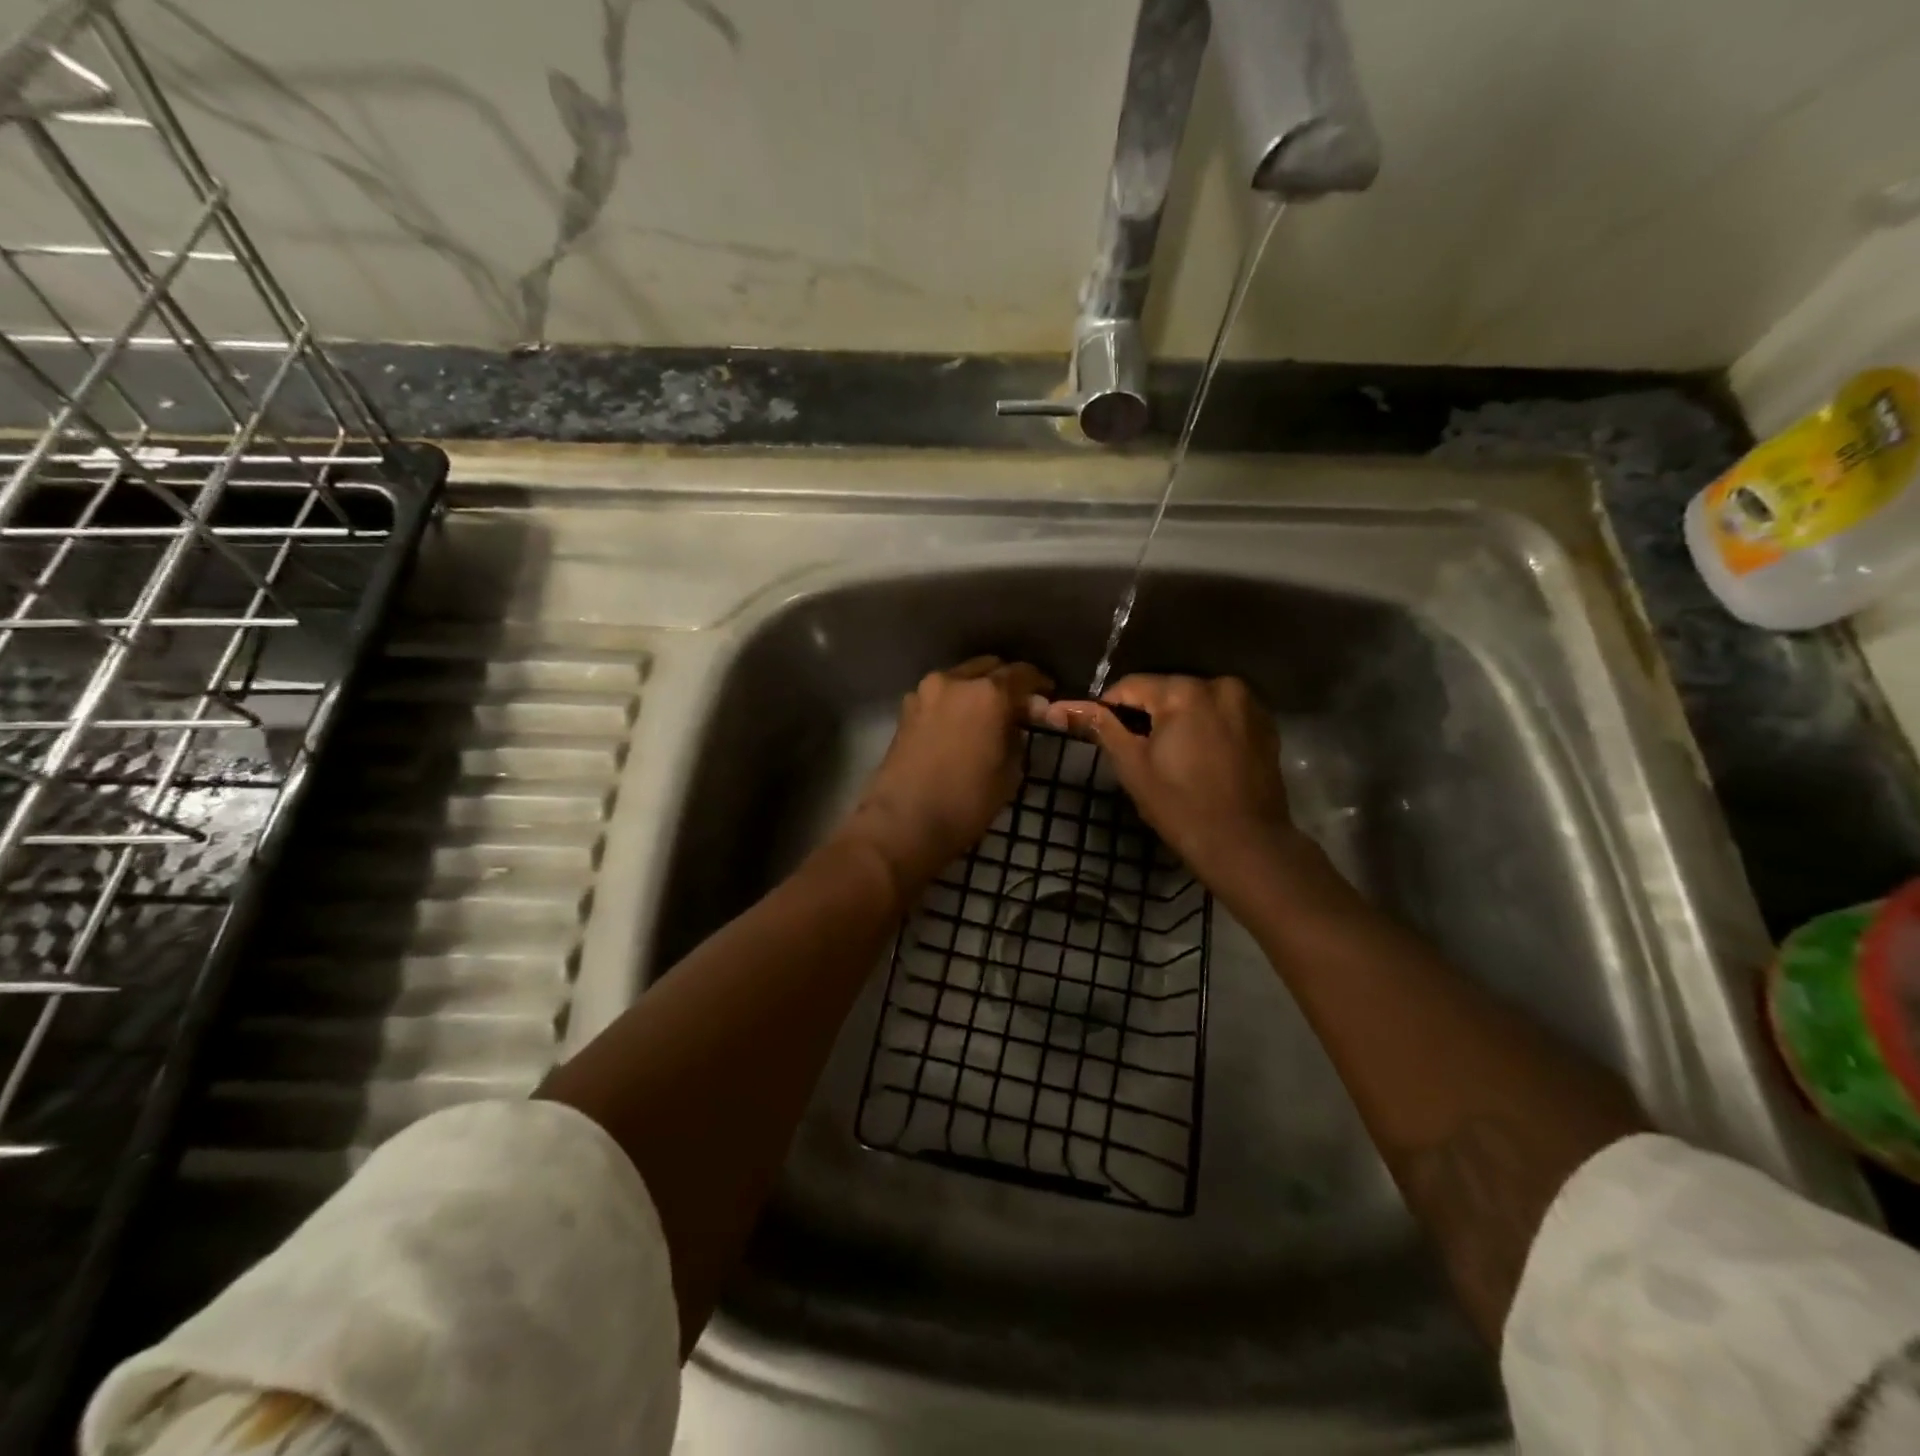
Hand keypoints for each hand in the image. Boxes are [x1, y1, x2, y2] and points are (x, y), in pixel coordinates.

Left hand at [843, 656, 1051, 896]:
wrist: (902, 823)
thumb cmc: (965, 802)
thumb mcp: (1009, 774)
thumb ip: (1017, 739)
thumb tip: (1015, 726)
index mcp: (987, 693)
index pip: (1022, 673)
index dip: (1039, 682)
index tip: (1047, 694)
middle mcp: (954, 681)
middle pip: (988, 667)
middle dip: (1006, 681)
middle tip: (1018, 706)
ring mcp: (924, 693)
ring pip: (960, 678)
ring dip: (977, 690)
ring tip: (988, 716)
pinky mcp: (905, 710)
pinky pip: (940, 695)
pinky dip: (955, 702)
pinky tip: (961, 725)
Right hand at [1042, 674, 1309, 901]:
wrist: (1245, 844)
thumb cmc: (1180, 806)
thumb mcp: (1131, 765)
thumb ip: (1098, 727)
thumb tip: (1056, 708)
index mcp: (1183, 691)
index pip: (1130, 686)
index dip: (1109, 709)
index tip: (1102, 736)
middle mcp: (1219, 685)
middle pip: (1165, 691)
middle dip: (1147, 715)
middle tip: (1136, 753)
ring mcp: (1247, 704)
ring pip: (1194, 702)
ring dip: (1177, 720)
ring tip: (1169, 758)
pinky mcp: (1264, 724)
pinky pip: (1221, 715)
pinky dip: (1205, 728)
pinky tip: (1200, 759)